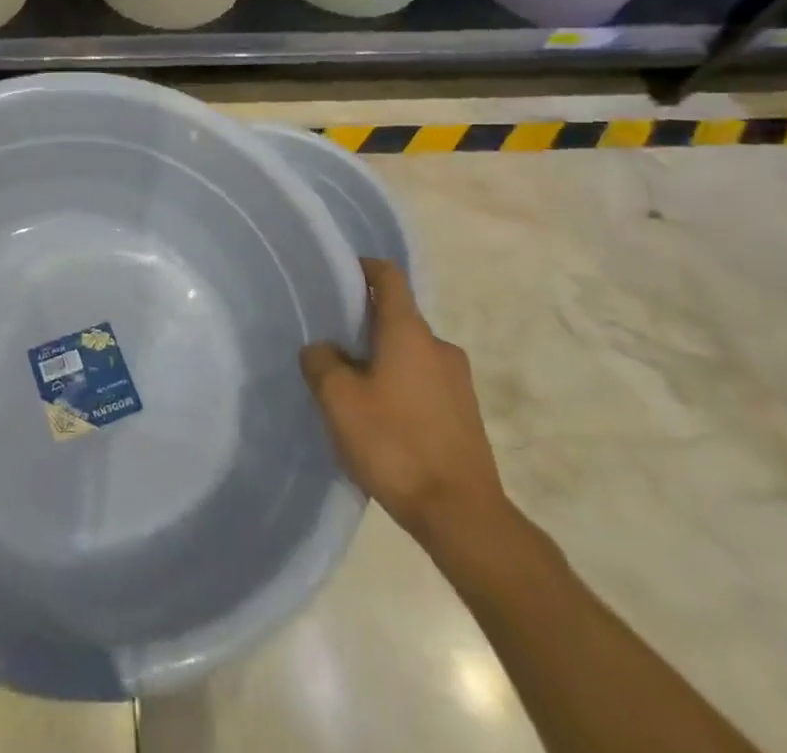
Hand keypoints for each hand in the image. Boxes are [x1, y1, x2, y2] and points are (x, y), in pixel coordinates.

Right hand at [300, 258, 508, 554]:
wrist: (463, 517)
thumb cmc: (396, 444)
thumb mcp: (338, 400)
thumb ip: (321, 362)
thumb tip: (323, 349)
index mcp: (409, 332)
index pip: (389, 277)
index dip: (363, 268)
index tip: (338, 275)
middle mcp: (439, 347)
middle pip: (397, 318)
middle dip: (364, 324)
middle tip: (331, 342)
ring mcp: (458, 382)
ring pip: (410, 353)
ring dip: (381, 360)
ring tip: (352, 388)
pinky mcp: (465, 415)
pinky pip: (424, 383)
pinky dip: (399, 387)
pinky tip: (380, 419)